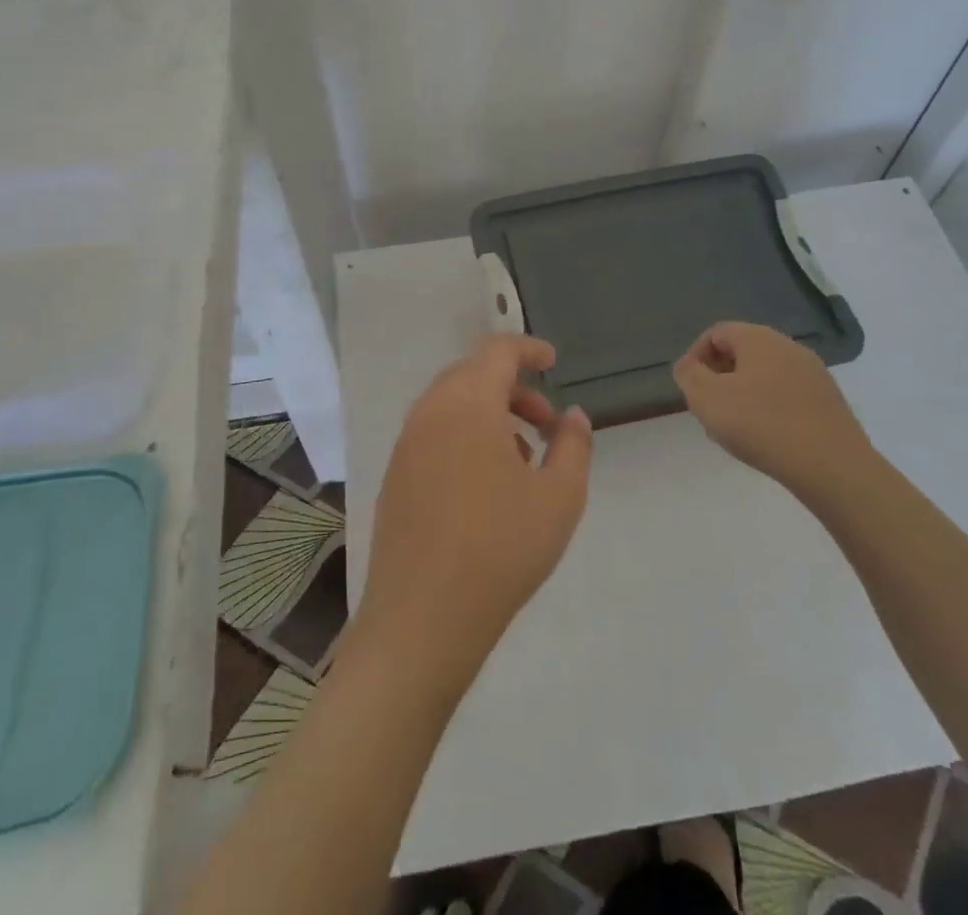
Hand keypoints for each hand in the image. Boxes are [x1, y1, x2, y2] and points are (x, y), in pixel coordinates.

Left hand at [358, 335, 592, 689]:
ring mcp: (406, 444)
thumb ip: (573, 446)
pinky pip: (434, 434)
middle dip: (512, 387)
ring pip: (451, 405)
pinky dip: (464, 437)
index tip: (553, 362)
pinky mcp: (394, 476)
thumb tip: (572, 416)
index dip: (528, 349)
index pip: (497, 351)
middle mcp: (429, 411)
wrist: (422, 618)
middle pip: (472, 374)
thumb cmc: (500, 548)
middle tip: (546, 422)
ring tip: (523, 458)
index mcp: (467, 402)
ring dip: (489, 414)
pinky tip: (487, 485)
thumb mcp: (559, 497)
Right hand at [672, 321, 872, 501]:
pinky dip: (770, 408)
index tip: (688, 386)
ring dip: (744, 394)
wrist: (832, 466)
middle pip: (743, 352)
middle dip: (719, 376)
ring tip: (735, 428)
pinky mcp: (829, 401)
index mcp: (758, 338)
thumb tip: (688, 366)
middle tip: (708, 408)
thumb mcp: (707, 398)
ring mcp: (814, 373)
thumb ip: (689, 375)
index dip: (696, 355)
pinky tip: (766, 438)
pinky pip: (788, 395)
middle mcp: (788, 346)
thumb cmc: (761, 424)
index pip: (717, 333)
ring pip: (765, 375)